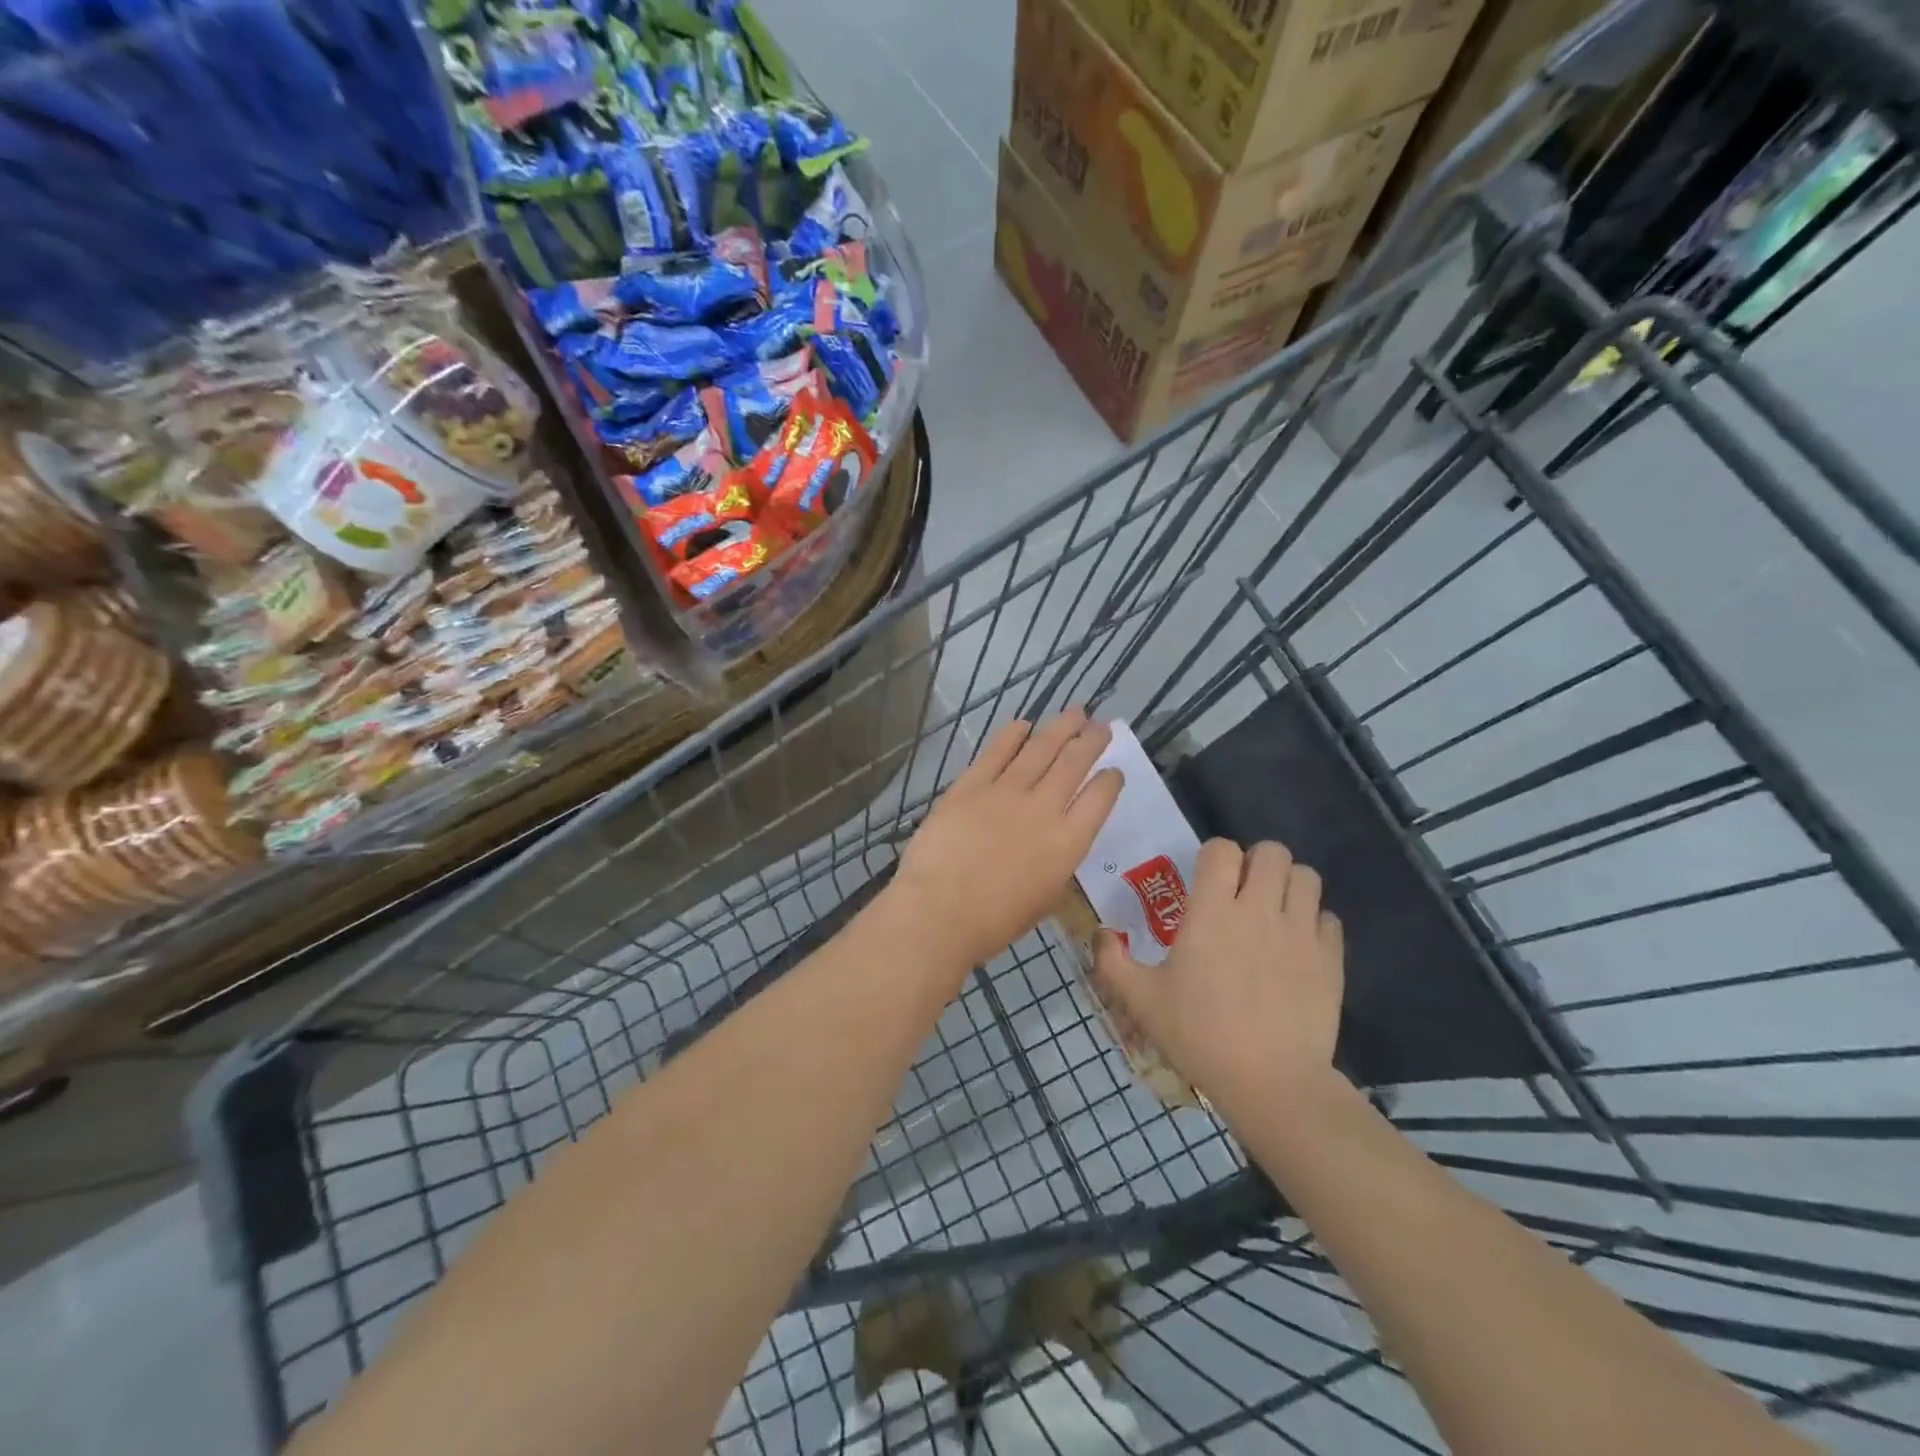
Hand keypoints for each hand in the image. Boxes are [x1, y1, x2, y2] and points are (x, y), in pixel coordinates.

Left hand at [890, 710, 1123, 976]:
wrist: (940, 910)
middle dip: (1091, 740)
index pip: (1100, 798)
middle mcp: (1044, 808)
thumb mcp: (1044, 898)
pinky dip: (1012, 734)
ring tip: (1074, 712)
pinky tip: (1023, 724)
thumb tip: (1056, 842)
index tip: (1113, 771)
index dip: (1110, 780)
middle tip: (1100, 725)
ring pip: (1040, 748)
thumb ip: (1056, 863)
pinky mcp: (971, 784)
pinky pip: (997, 751)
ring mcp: (1006, 791)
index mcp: (1068, 843)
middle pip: (1074, 762)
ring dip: (1060, 727)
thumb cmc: (994, 921)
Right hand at [1093, 839, 1343, 1114]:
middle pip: (1272, 851)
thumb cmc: (1199, 1034)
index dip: (1213, 856)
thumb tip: (1099, 933)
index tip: (1206, 880)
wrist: (1271, 1082)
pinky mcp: (1330, 958)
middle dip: (1256, 862)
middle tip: (1243, 891)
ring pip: (1306, 876)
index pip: (1221, 849)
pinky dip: (1314, 923)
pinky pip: (1329, 918)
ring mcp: (1300, 931)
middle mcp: (1259, 908)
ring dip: (1289, 885)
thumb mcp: (1142, 1000)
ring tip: (1274, 910)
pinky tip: (1298, 947)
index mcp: (1212, 910)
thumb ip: (1113, 962)